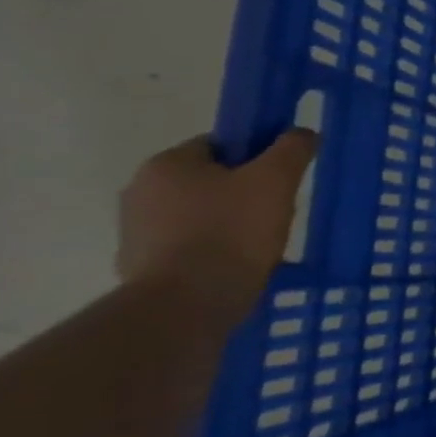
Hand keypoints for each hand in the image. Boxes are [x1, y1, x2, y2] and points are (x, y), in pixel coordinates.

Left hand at [117, 131, 318, 309]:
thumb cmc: (232, 231)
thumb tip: (300, 133)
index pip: (219, 145)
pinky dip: (212, 251)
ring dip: (227, 223)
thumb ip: (291, 149)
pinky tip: (237, 264)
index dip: (256, 158)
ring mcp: (135, 232)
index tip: (279, 179)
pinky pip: (187, 247)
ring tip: (260, 243)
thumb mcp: (275, 180)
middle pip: (208, 181)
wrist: (188, 303)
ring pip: (198, 215)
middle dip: (242, 193)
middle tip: (276, 211)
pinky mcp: (140, 266)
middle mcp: (140, 191)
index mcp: (166, 164)